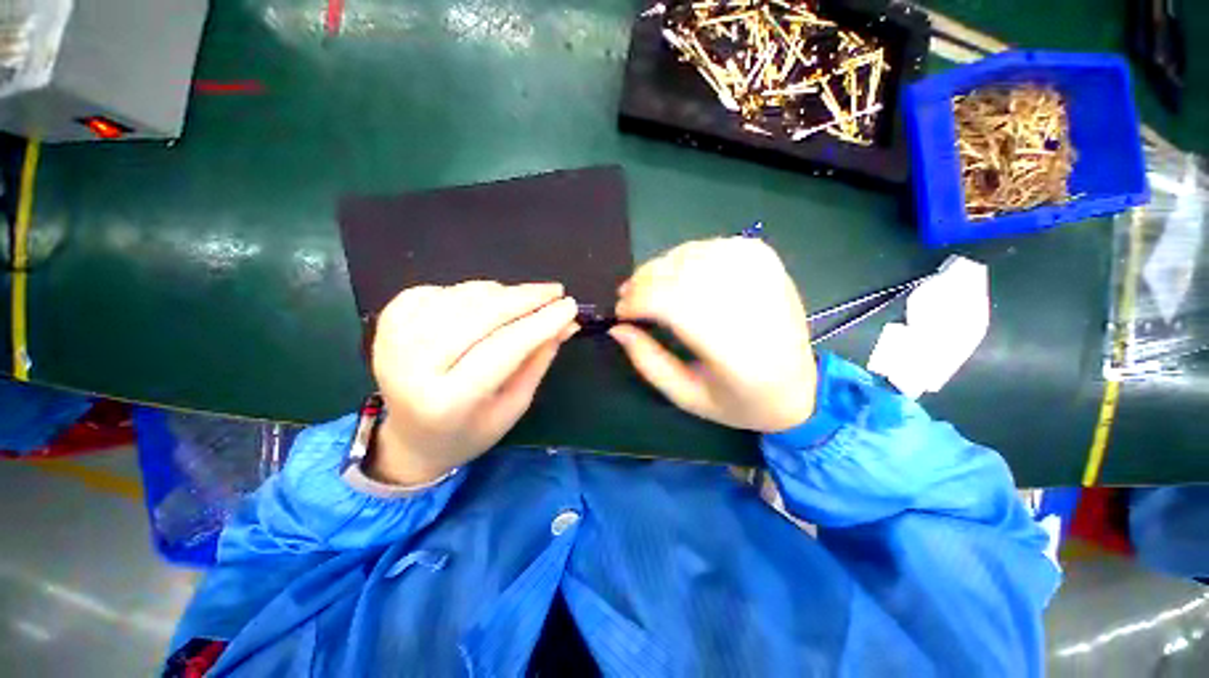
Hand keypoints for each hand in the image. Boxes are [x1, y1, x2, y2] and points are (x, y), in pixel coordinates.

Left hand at [370, 281, 577, 484]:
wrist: (412, 439)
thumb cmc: (472, 429)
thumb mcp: (515, 404)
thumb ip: (539, 359)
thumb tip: (566, 322)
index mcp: (449, 400)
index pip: (505, 348)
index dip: (541, 322)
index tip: (570, 306)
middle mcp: (413, 367)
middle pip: (480, 315)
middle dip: (525, 297)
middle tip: (555, 291)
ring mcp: (394, 341)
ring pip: (460, 297)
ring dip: (501, 292)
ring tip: (524, 299)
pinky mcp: (387, 323)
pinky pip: (436, 290)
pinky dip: (468, 290)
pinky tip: (484, 303)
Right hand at [610, 238, 816, 432]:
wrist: (800, 387)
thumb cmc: (738, 401)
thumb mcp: (686, 396)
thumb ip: (647, 361)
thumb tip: (617, 328)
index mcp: (733, 348)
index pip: (672, 303)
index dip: (637, 302)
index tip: (620, 313)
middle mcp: (750, 302)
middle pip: (680, 273)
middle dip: (642, 282)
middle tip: (627, 297)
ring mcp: (762, 273)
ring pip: (692, 253)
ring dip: (660, 268)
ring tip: (648, 287)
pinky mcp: (767, 260)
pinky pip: (712, 245)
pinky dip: (686, 256)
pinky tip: (680, 274)